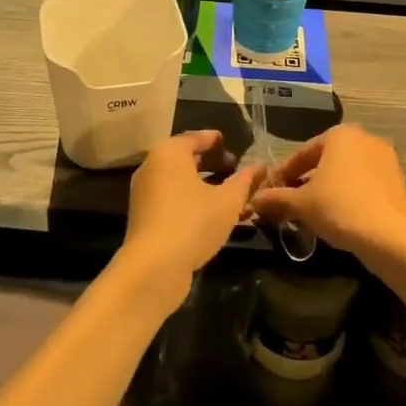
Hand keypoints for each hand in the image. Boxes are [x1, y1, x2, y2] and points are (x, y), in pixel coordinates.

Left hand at [117, 130, 262, 304]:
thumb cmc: (193, 222)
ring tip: (229, 194)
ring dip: (204, 185)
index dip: (214, 140)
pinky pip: (172, 199)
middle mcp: (152, 167)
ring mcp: (145, 193)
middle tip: (233, 168)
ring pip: (179, 181)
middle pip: (185, 159)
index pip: (194, 138)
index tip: (229, 143)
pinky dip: (192, 200)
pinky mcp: (144, 217)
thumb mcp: (228, 201)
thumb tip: (260, 165)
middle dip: (211, 163)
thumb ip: (244, 180)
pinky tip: (212, 214)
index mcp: (169, 153)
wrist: (153, 267)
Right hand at [249, 124, 405, 264]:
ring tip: (311, 214)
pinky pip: (364, 186)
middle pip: (325, 162)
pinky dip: (348, 197)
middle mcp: (365, 139)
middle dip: (305, 182)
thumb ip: (276, 198)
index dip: (282, 175)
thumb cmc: (340, 208)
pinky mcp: (399, 182)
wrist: (391, 238)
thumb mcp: (301, 204)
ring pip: (345, 174)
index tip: (269, 193)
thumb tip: (253, 200)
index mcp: (340, 135)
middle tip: (289, 204)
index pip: (301, 154)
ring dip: (327, 190)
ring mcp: (386, 160)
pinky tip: (338, 218)